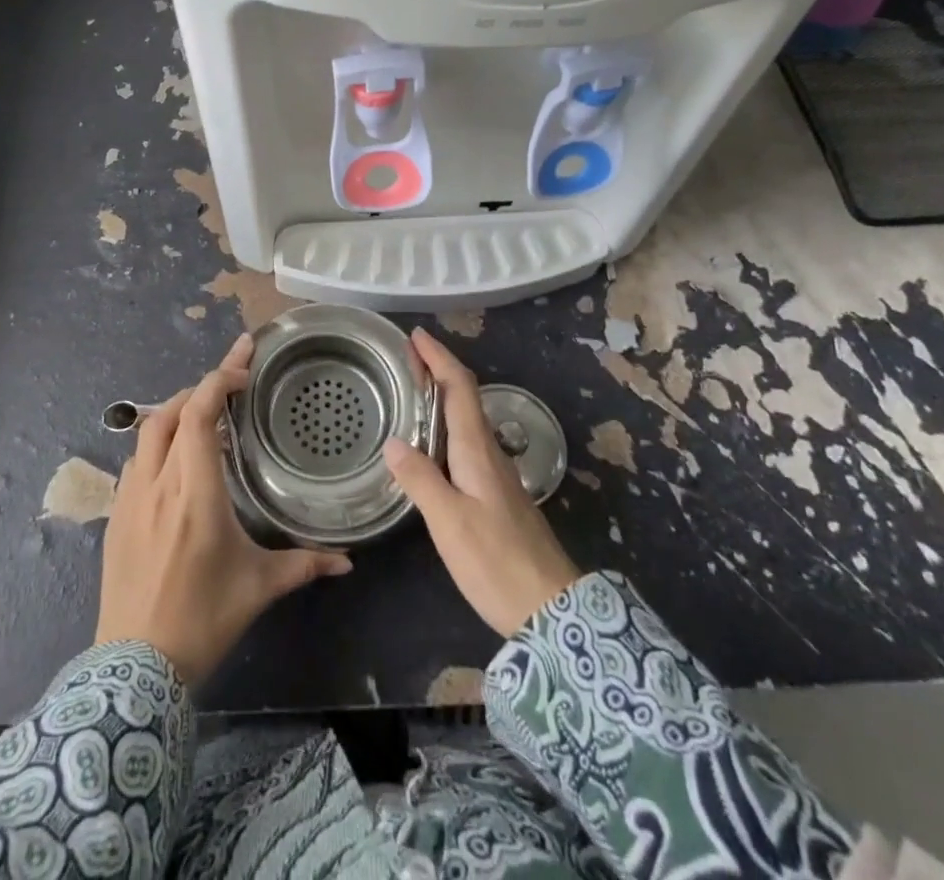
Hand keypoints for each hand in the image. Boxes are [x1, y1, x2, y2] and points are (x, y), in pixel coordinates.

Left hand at [95, 334, 352, 683]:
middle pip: (170, 412)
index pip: (198, 415)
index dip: (217, 380)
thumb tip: (347, 561)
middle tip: (231, 382)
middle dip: (200, 388)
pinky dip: (158, 442)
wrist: (134, 668)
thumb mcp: (258, 588)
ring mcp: (130, 498)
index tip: (242, 365)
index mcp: (196, 493)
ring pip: (147, 432)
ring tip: (205, 413)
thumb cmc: (203, 619)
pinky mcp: (116, 515)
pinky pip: (136, 460)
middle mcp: (158, 484)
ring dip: (176, 412)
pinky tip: (176, 459)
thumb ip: (304, 565)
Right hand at [385, 328, 581, 638]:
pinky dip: (447, 424)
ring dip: (443, 395)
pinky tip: (432, 441)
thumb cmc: (496, 561)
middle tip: (407, 356)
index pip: (459, 388)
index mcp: (476, 450)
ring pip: (467, 419)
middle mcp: (488, 452)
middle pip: (464, 397)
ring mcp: (494, 473)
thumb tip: (393, 442)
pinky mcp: (495, 493)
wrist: (550, 608)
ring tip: (413, 389)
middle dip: (438, 370)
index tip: (417, 335)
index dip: (439, 358)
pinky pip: (467, 441)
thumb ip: (420, 479)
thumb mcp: (449, 521)